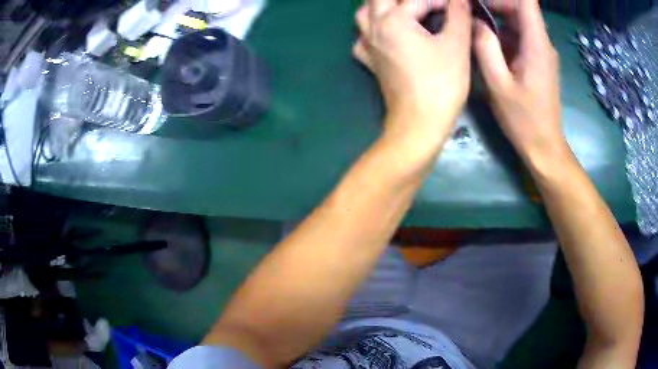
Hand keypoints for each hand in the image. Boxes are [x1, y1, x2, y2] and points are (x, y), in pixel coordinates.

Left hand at [354, 0, 471, 145]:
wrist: (419, 124)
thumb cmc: (441, 84)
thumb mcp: (456, 46)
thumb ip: (459, 15)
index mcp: (393, 20)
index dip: (442, 1)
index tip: (458, 5)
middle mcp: (374, 27)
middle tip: (427, 5)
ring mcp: (368, 45)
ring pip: (364, 13)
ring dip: (381, 6)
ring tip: (403, 9)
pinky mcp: (370, 62)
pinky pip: (362, 38)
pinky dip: (371, 30)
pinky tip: (386, 33)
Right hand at [473, 0, 567, 166]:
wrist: (544, 146)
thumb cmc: (523, 120)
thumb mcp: (498, 84)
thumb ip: (485, 47)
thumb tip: (473, 21)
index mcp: (536, 44)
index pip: (526, 2)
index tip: (480, 2)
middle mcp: (543, 43)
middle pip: (521, 8)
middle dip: (494, 5)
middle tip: (470, 14)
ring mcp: (542, 52)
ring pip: (520, 21)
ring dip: (497, 19)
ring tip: (475, 28)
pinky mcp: (539, 60)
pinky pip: (520, 36)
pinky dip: (503, 33)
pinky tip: (489, 45)